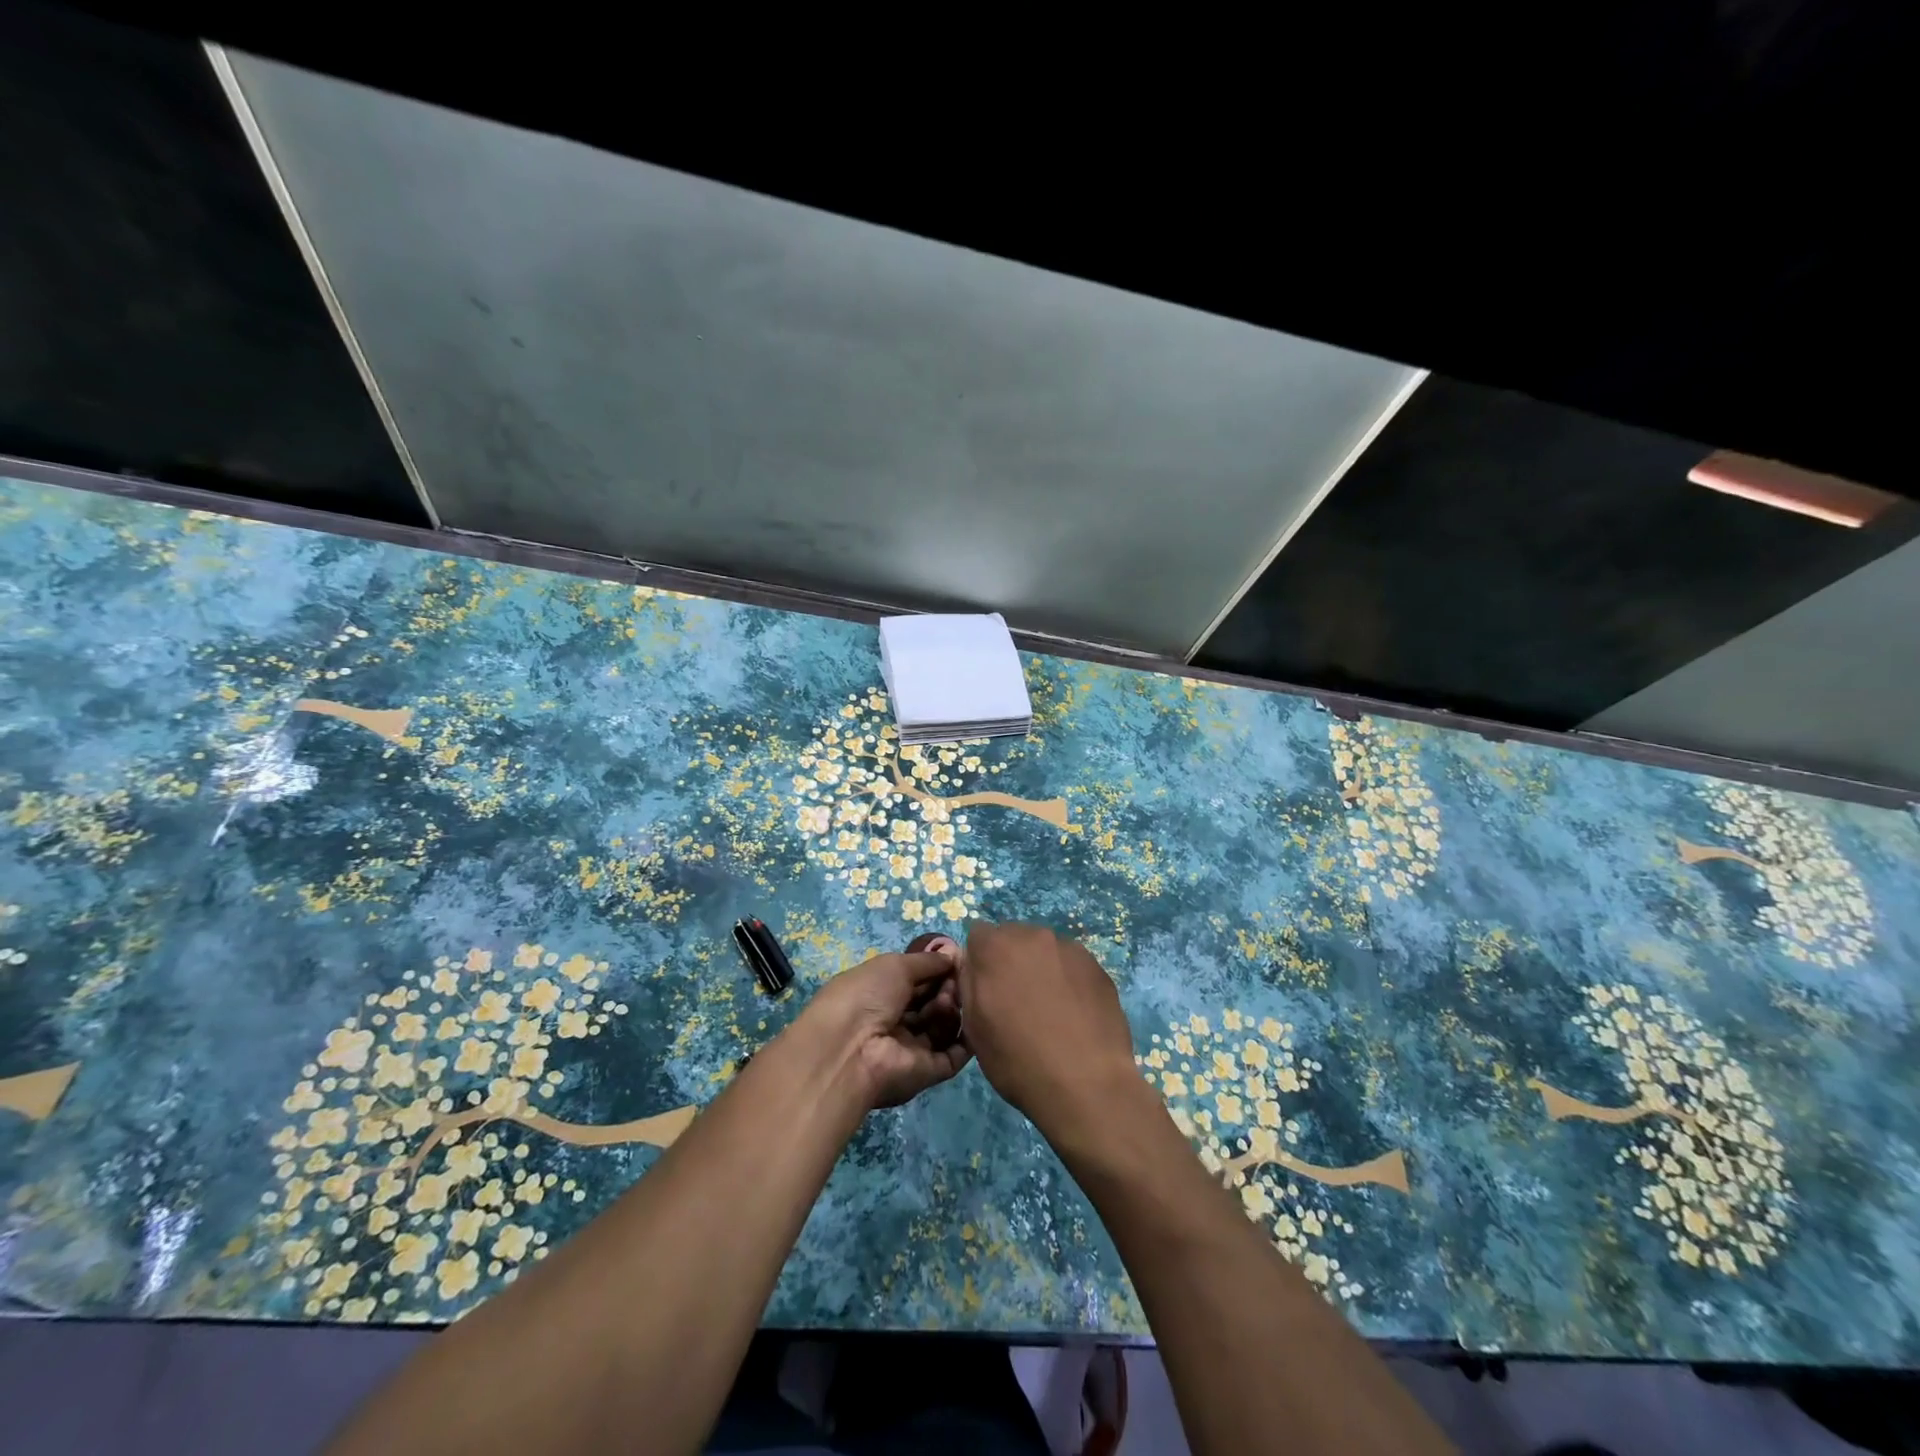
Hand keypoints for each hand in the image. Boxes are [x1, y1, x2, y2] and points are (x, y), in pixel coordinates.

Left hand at [799, 946, 971, 1109]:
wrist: (850, 1050)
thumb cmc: (866, 997)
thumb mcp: (894, 965)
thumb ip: (927, 961)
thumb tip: (953, 954)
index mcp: (879, 996)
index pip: (915, 983)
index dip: (936, 971)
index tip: (956, 960)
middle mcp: (894, 1023)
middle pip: (930, 1004)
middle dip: (946, 988)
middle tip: (953, 982)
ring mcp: (910, 1050)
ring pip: (942, 1027)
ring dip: (951, 1009)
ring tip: (946, 1001)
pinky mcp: (926, 1073)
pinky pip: (952, 1056)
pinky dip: (966, 1039)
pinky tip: (973, 1019)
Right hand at [957, 923, 1140, 1137]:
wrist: (1086, 1084)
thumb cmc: (1018, 1060)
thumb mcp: (973, 1027)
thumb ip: (968, 983)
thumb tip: (974, 965)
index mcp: (995, 947)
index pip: (978, 936)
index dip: (979, 962)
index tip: (987, 990)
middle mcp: (1032, 935)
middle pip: (1013, 938)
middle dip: (1010, 961)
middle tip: (1017, 1001)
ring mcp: (1069, 948)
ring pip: (1044, 950)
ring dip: (1040, 968)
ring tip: (1050, 1010)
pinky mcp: (1097, 965)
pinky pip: (1071, 964)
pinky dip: (1067, 980)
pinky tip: (1074, 1013)